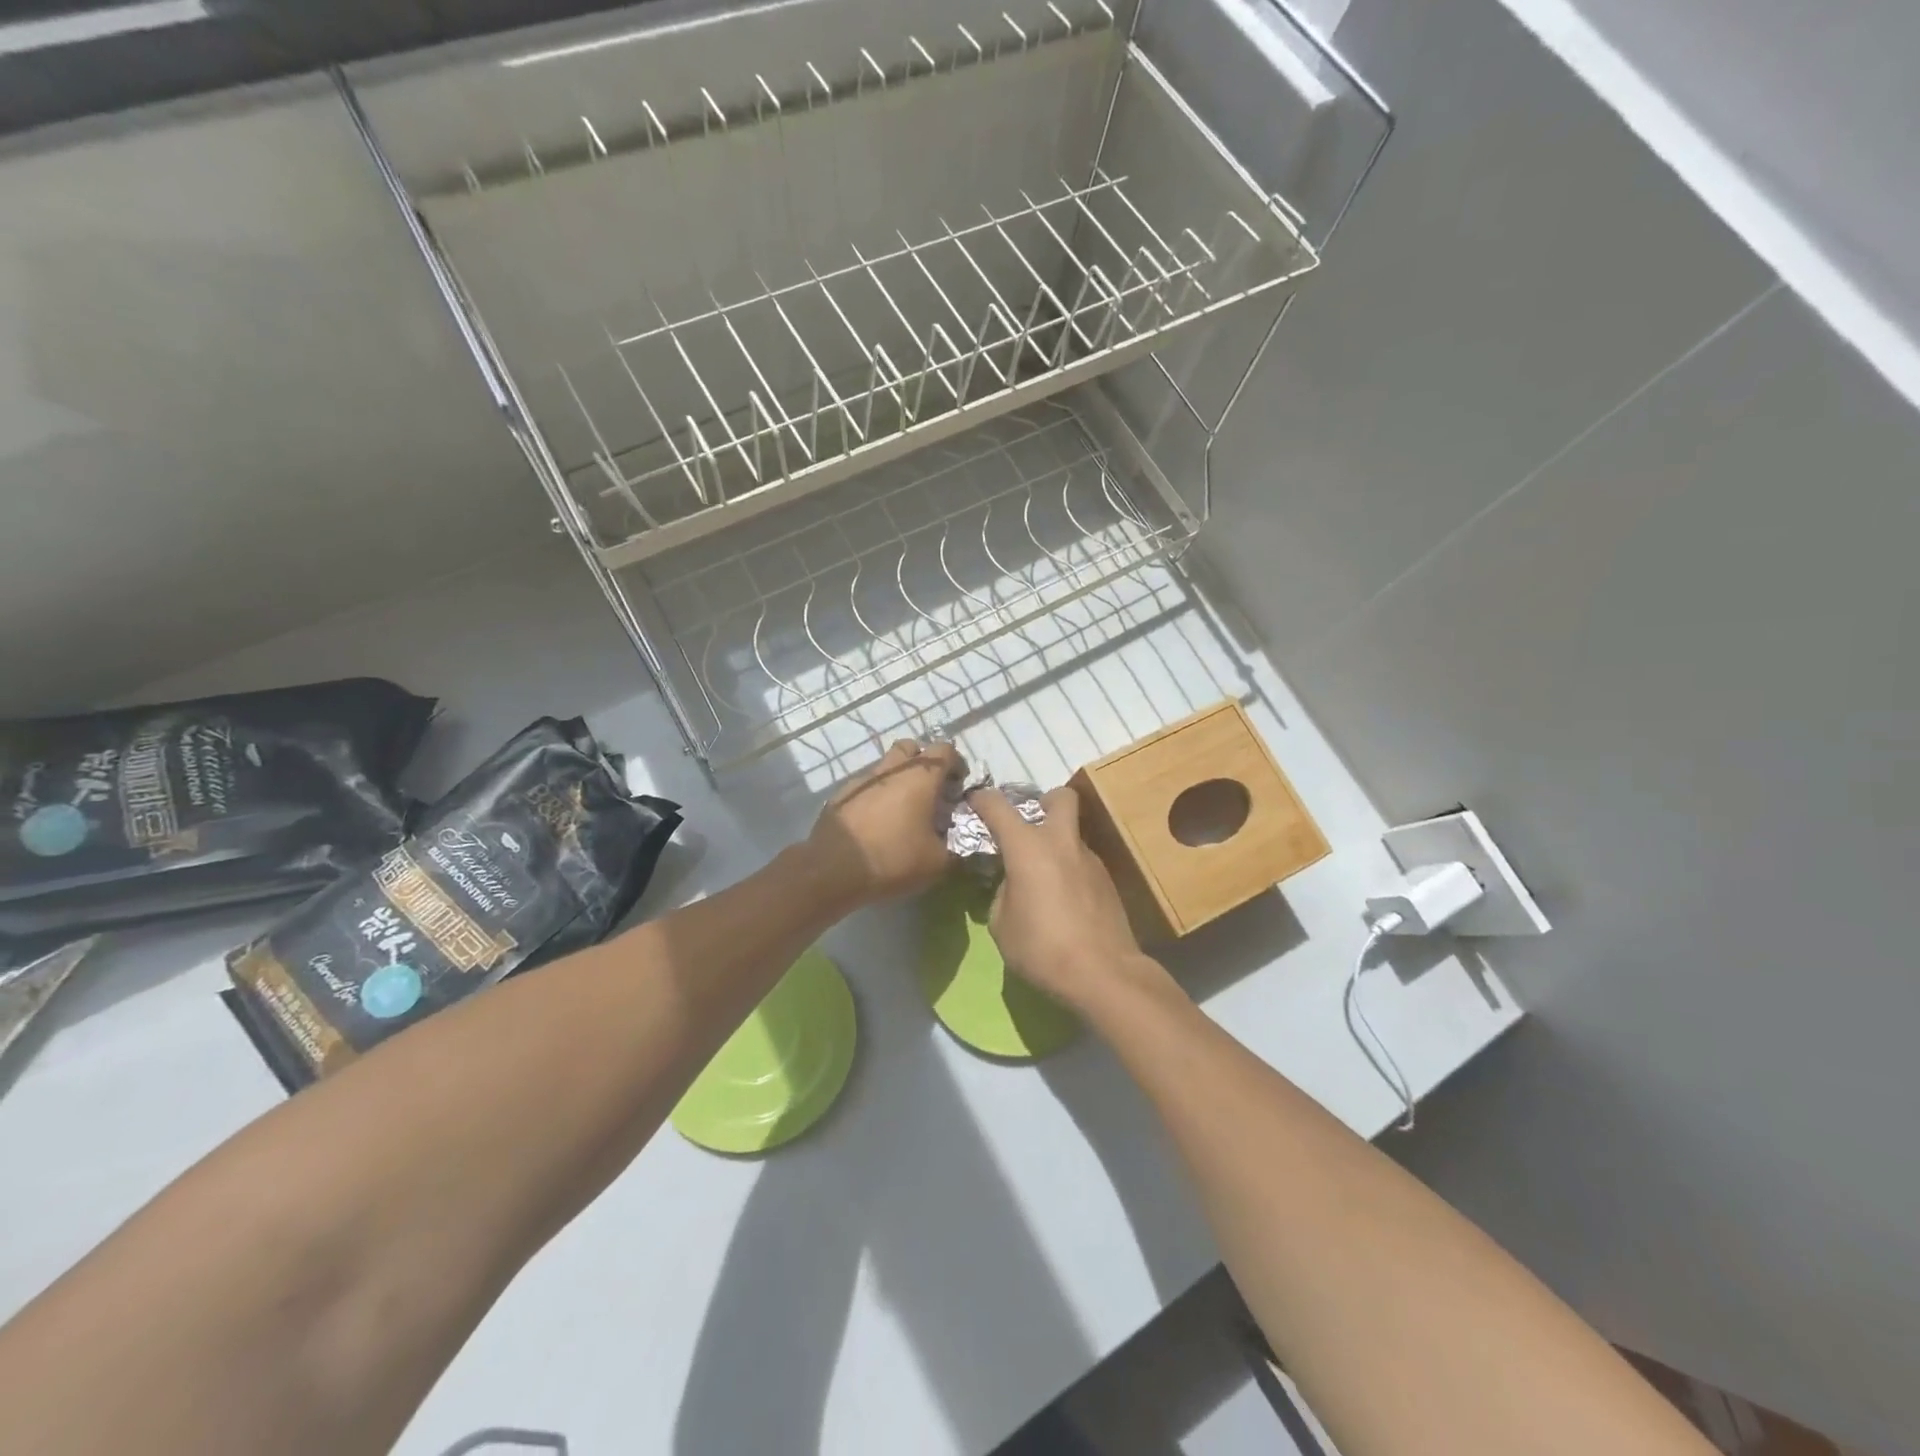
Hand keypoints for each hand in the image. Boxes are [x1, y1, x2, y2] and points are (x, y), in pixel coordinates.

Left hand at [804, 739, 963, 911]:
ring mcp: (863, 779)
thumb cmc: (893, 859)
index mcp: (921, 777)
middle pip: (912, 748)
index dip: (956, 765)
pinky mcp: (841, 794)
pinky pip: (866, 786)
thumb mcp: (938, 863)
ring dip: (898, 780)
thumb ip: (956, 848)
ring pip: (886, 766)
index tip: (957, 788)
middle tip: (929, 792)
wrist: (832, 871)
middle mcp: (892, 769)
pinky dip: (876, 796)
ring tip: (903, 811)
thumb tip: (960, 844)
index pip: (945, 750)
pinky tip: (877, 823)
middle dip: (923, 763)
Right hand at [968, 785, 1170, 1014]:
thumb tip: (1014, 883)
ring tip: (1043, 876)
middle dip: (1043, 802)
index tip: (974, 802)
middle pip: (1060, 797)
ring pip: (1072, 833)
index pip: (998, 806)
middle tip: (1030, 825)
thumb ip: (1004, 892)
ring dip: (1057, 843)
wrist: (1102, 972)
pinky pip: (1082, 861)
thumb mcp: (1001, 923)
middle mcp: (1062, 842)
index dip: (982, 799)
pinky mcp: (1108, 880)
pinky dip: (1070, 868)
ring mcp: (1090, 858)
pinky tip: (1064, 899)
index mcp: (1028, 846)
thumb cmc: (1042, 947)